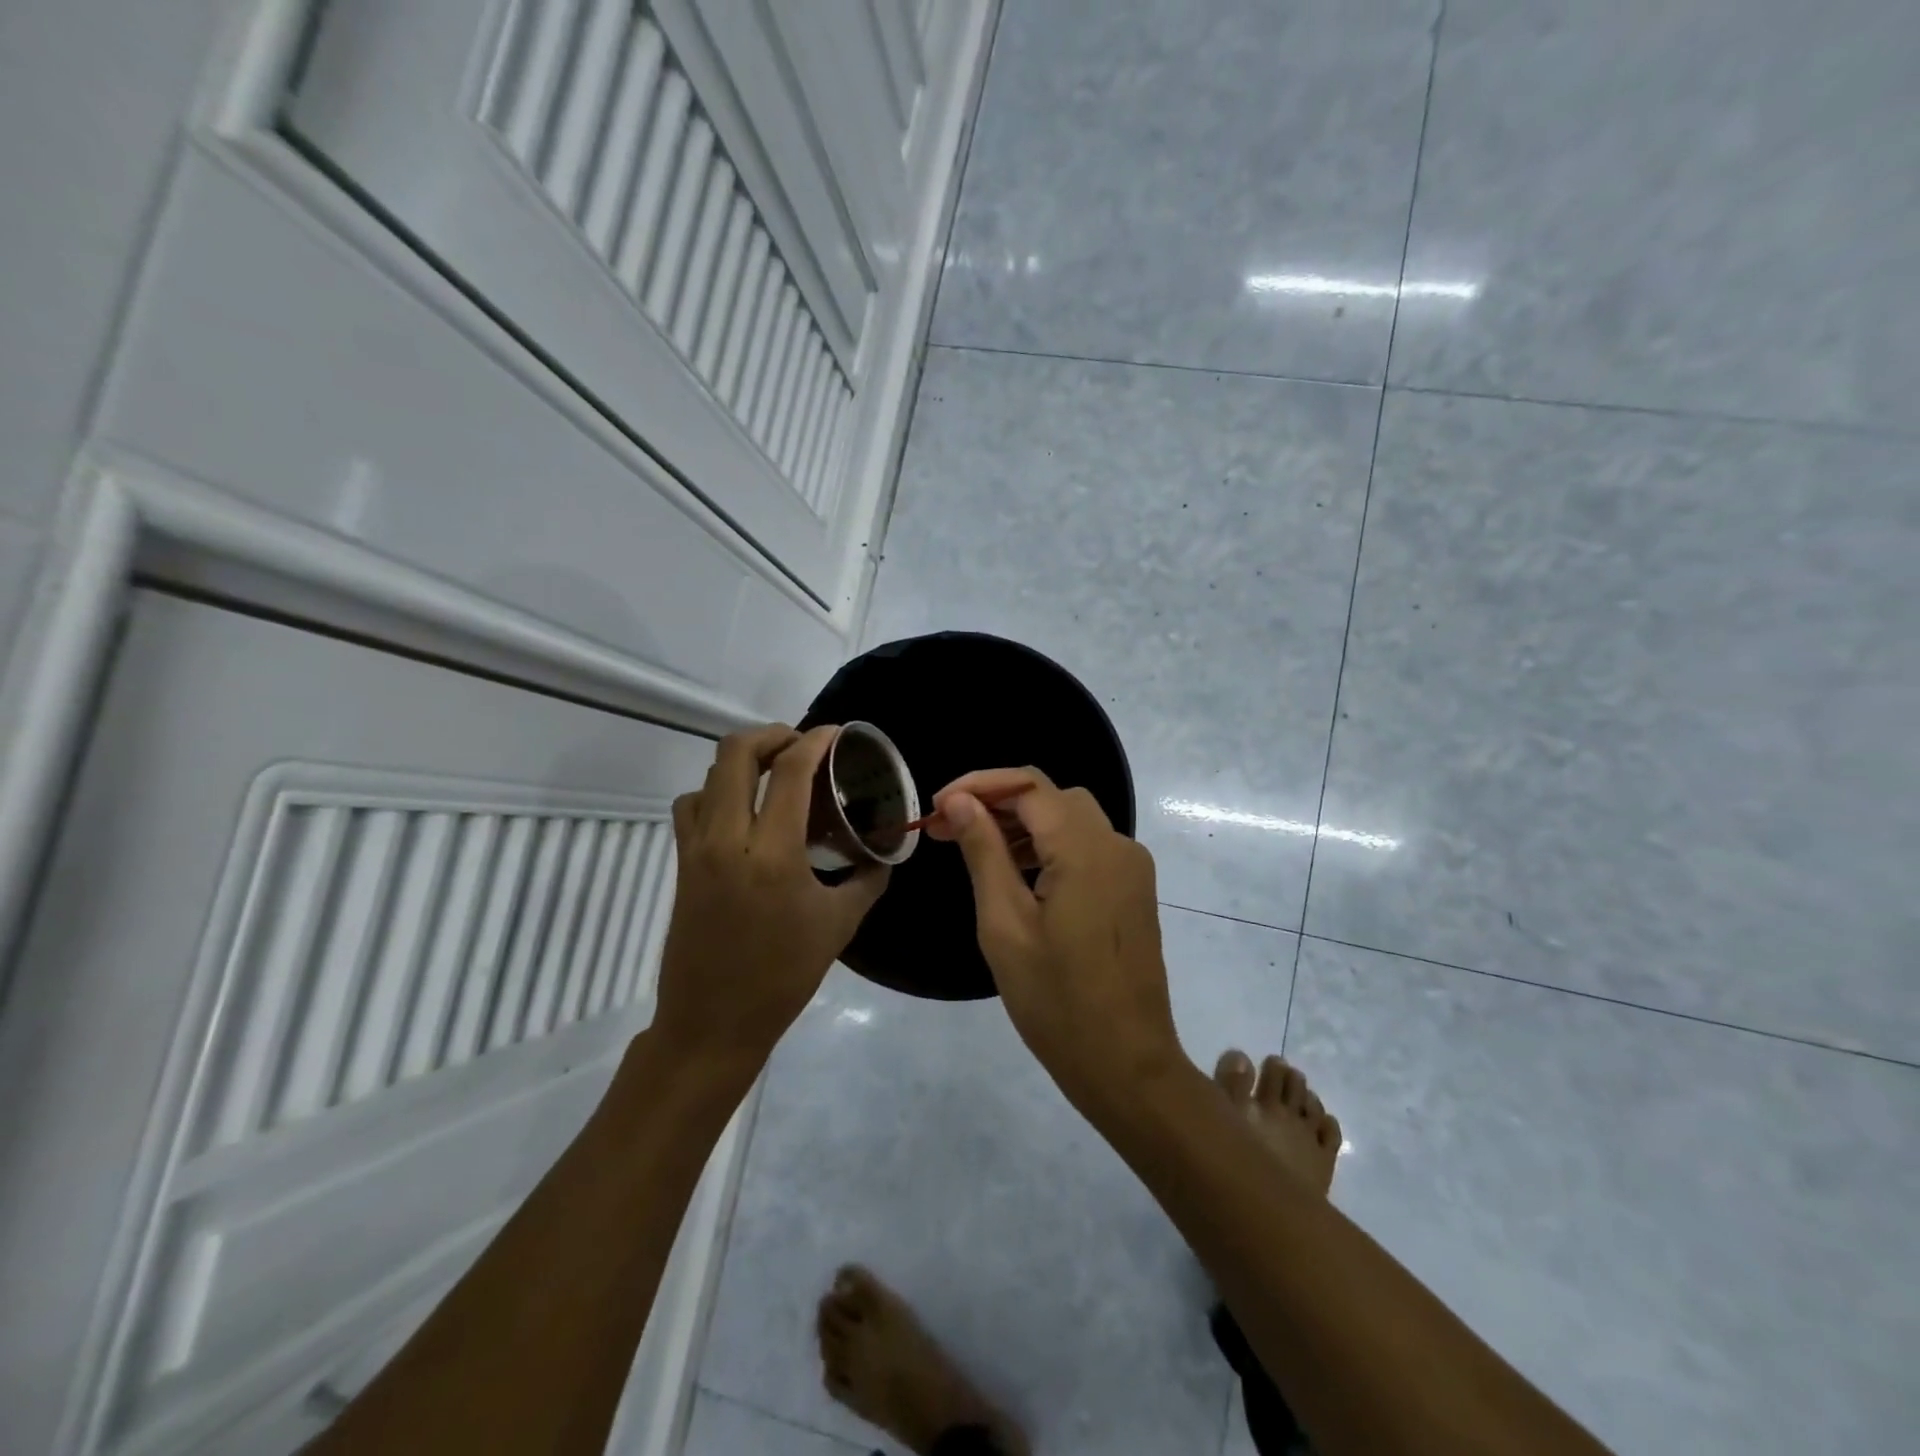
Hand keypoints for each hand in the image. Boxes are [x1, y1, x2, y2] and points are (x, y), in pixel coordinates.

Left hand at [653, 724, 888, 1068]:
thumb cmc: (783, 976)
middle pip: (736, 753)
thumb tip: (881, 851)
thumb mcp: (839, 925)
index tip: (838, 733)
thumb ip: (866, 879)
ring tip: (775, 773)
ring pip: (710, 775)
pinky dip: (716, 791)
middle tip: (803, 745)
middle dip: (772, 735)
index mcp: (772, 853)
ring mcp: (697, 849)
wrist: (713, 1022)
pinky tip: (742, 812)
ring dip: (744, 761)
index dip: (816, 741)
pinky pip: (692, 805)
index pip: (791, 771)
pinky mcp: (682, 863)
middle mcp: (727, 839)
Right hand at [928, 768, 1181, 1106]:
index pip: (1028, 785)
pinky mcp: (1133, 889)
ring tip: (973, 847)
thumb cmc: (1056, 1001)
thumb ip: (984, 853)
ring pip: (1070, 818)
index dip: (978, 785)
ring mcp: (1131, 867)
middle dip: (997, 802)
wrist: (1127, 1064)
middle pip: (1051, 796)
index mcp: (1085, 850)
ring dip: (1021, 822)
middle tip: (947, 829)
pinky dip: (1049, 844)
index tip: (936, 808)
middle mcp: (1117, 844)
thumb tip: (958, 801)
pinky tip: (1016, 871)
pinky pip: (1087, 846)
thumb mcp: (1005, 925)